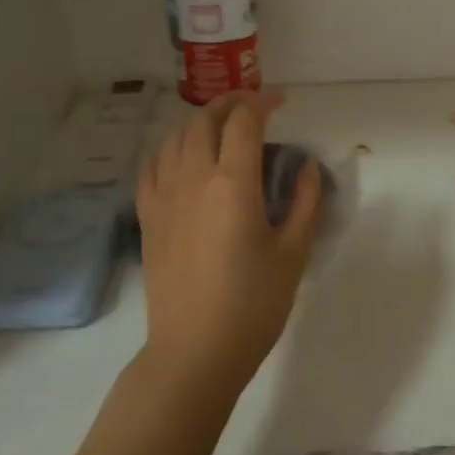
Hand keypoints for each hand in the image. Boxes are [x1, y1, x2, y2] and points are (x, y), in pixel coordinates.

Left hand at [136, 91, 322, 396]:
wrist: (194, 351)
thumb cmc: (252, 305)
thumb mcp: (293, 253)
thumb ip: (305, 202)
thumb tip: (307, 166)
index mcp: (232, 183)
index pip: (244, 122)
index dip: (263, 103)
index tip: (281, 102)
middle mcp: (192, 178)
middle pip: (205, 120)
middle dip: (231, 103)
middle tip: (254, 108)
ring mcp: (163, 197)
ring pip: (174, 137)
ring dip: (200, 121)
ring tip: (221, 126)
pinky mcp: (147, 217)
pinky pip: (152, 165)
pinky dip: (170, 147)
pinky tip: (182, 155)